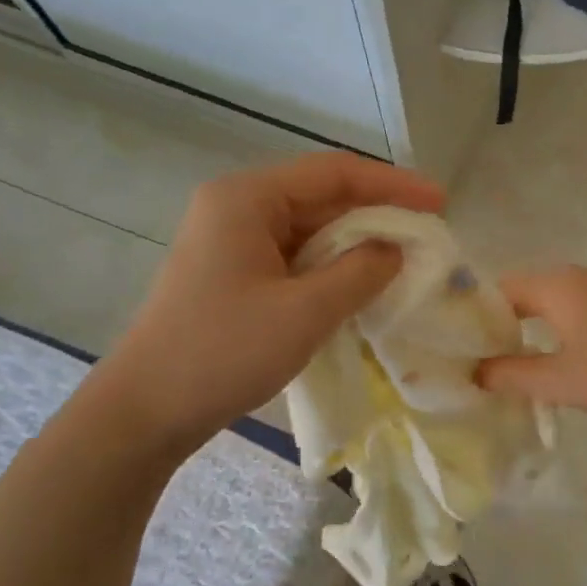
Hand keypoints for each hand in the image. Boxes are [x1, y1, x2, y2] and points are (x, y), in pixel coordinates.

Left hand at [94, 153, 444, 455]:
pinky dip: (333, 267)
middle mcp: (238, 208)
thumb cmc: (222, 353)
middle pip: (322, 196)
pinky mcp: (235, 274)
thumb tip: (395, 250)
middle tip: (429, 235)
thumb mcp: (304, 312)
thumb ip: (360, 272)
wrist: (145, 411)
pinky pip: (296, 257)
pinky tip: (363, 284)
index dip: (393, 185)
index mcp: (247, 199)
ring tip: (406, 259)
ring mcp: (233, 242)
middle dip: (378, 214)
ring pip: (311, 229)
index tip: (441, 203)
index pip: (334, 173)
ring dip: (358, 243)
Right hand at [476, 267, 586, 427]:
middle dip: (504, 325)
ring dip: (535, 329)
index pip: (499, 289)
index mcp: (558, 284)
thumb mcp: (561, 381)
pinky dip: (563, 330)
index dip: (476, 317)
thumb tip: (475, 372)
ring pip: (556, 302)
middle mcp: (581, 275)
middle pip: (527, 292)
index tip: (461, 350)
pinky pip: (581, 311)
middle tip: (484, 362)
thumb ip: (512, 375)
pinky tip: (565, 360)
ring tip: (519, 365)